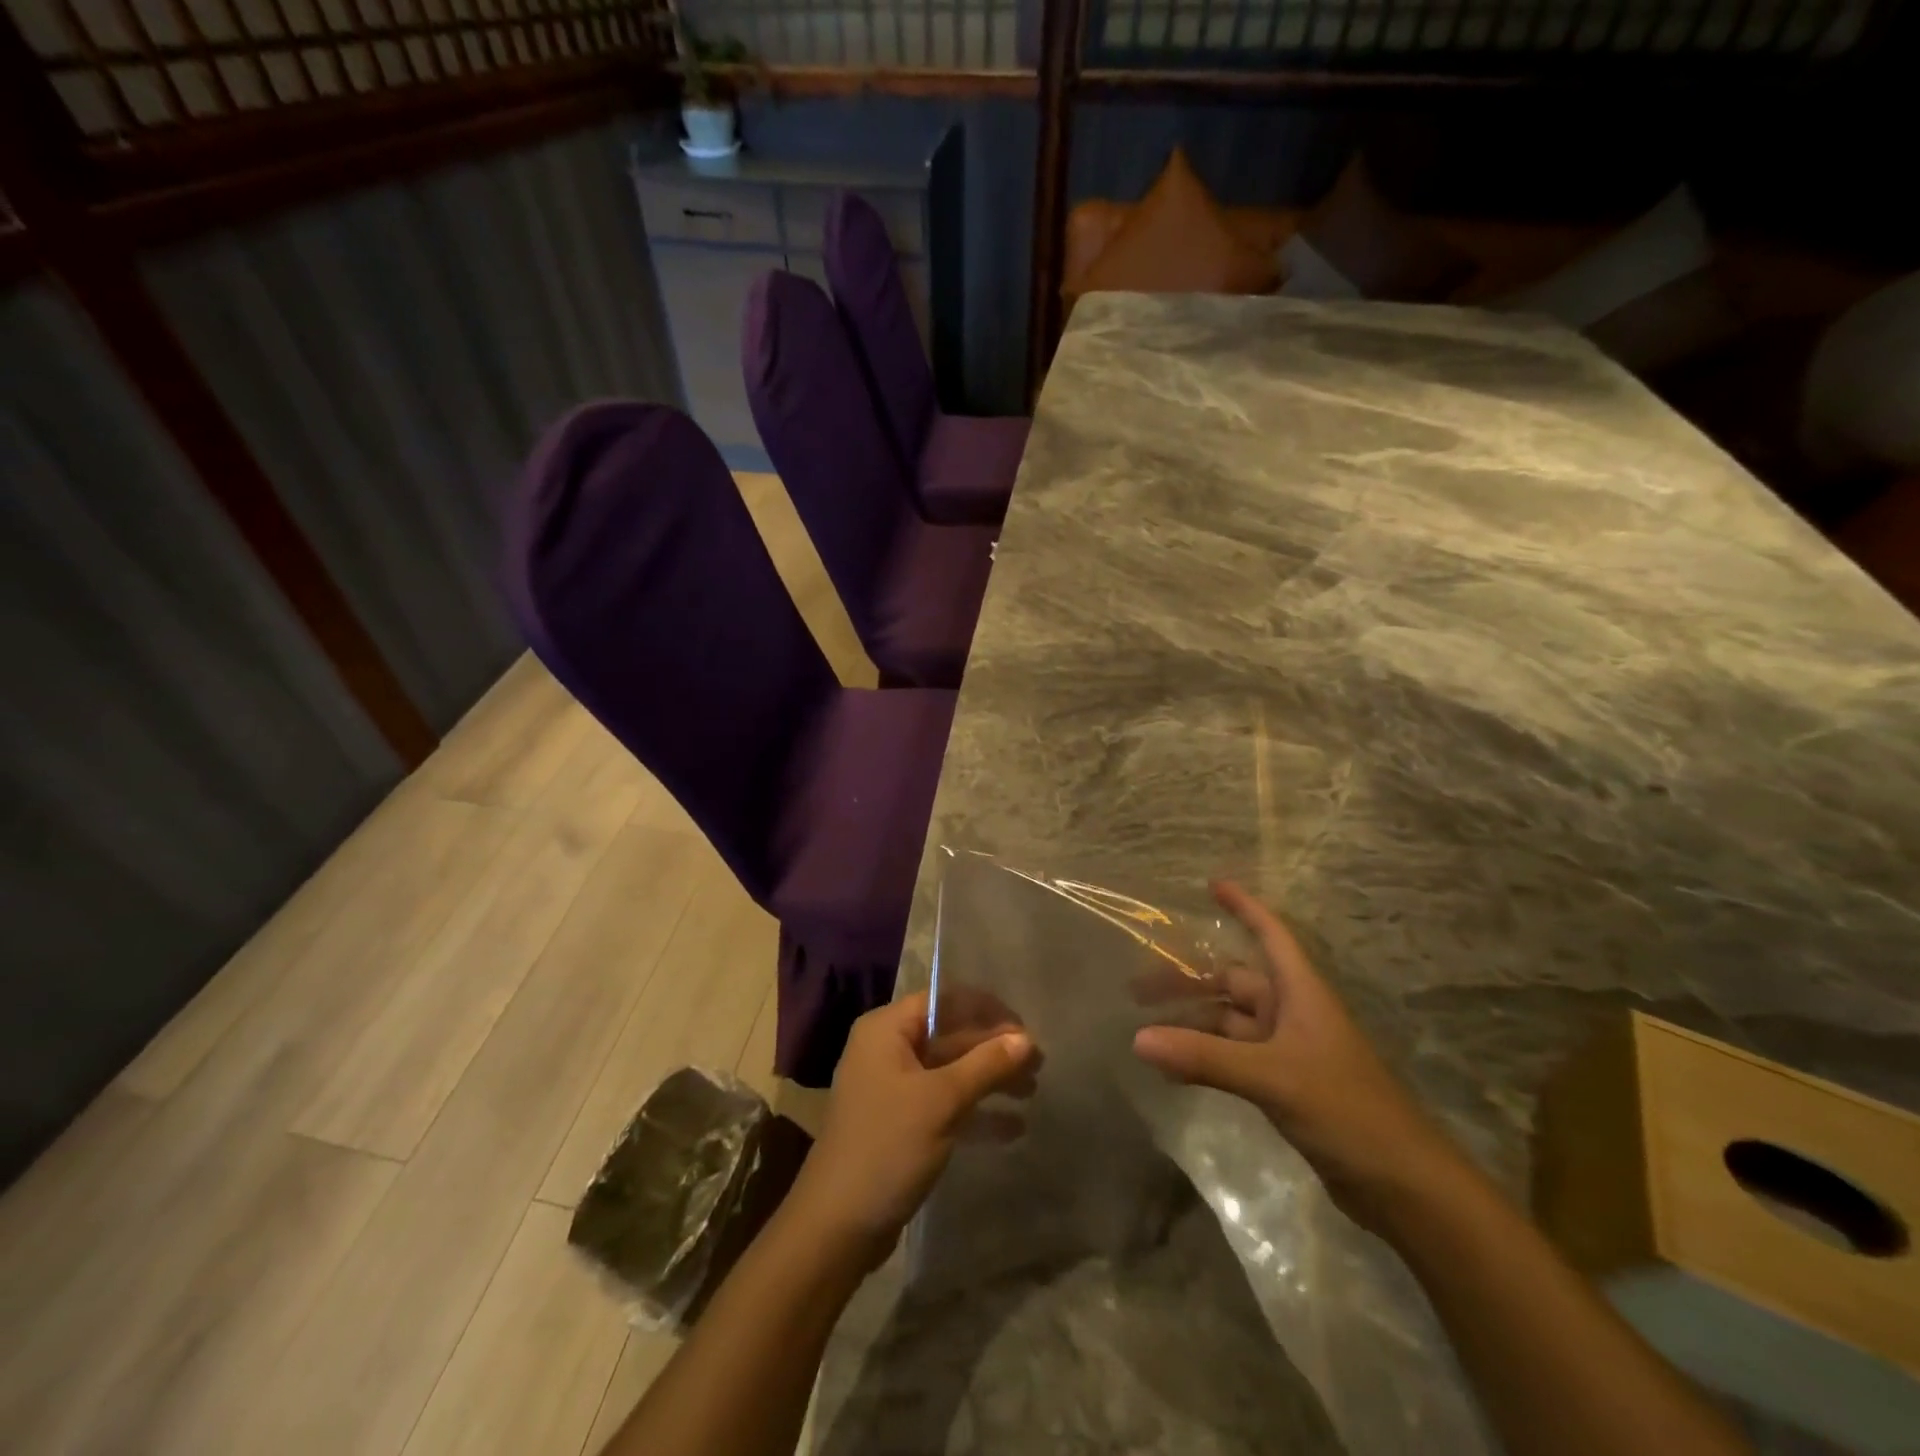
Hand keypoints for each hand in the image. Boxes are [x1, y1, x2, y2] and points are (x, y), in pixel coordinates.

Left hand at [783, 992, 1035, 1266]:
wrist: (836, 1227)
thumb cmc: (887, 1146)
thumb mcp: (942, 1101)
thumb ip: (986, 1065)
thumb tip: (1027, 1039)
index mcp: (887, 1029)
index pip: (944, 1000)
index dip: (988, 1011)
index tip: (1026, 1031)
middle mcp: (887, 1049)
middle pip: (950, 1035)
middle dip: (993, 1049)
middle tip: (1039, 1066)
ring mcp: (893, 1088)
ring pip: (950, 1071)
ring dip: (989, 1079)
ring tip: (1032, 1091)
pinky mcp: (900, 1123)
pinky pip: (943, 1104)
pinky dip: (974, 1111)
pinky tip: (1012, 1128)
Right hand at [1133, 880, 1458, 1231]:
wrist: (1404, 1187)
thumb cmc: (1347, 1110)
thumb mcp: (1272, 1077)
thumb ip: (1205, 1057)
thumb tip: (1138, 1039)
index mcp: (1301, 993)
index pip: (1271, 934)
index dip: (1244, 907)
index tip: (1212, 884)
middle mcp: (1293, 1014)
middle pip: (1235, 982)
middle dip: (1190, 980)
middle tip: (1138, 987)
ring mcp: (1289, 1052)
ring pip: (1230, 1023)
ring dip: (1193, 1022)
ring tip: (1145, 1027)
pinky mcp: (1285, 1086)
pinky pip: (1234, 1058)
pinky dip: (1204, 1057)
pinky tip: (1174, 1069)